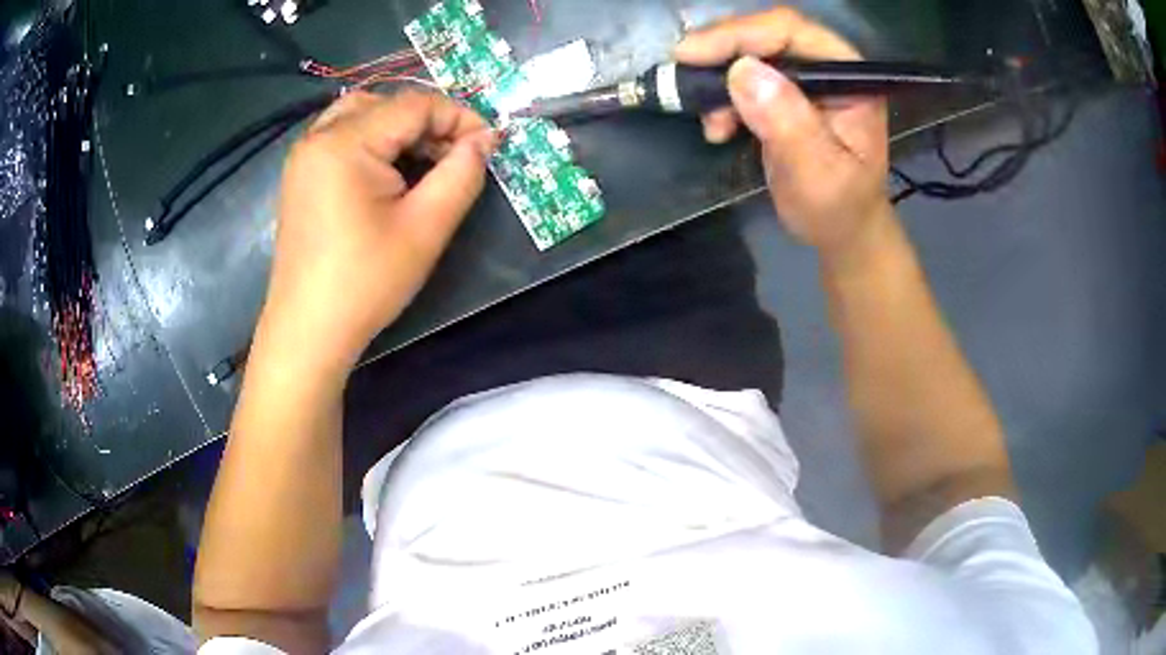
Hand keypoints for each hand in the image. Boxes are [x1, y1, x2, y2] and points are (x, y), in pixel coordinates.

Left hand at [262, 90, 493, 370]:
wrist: (308, 331)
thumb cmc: (366, 282)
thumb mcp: (426, 227)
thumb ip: (462, 173)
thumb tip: (485, 139)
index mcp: (345, 142)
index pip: (415, 105)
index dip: (459, 117)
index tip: (489, 146)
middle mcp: (318, 136)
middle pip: (387, 104)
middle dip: (429, 123)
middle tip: (456, 158)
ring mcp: (304, 155)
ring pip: (363, 115)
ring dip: (401, 130)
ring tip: (425, 164)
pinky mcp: (300, 175)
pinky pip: (343, 136)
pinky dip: (374, 142)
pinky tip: (390, 174)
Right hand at [675, 9, 891, 259]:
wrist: (842, 232)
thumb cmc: (839, 209)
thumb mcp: (818, 173)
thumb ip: (788, 122)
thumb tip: (742, 72)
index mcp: (848, 76)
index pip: (791, 32)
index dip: (739, 34)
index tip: (691, 54)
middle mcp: (827, 67)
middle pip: (766, 35)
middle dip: (722, 52)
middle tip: (683, 73)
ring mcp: (805, 80)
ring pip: (749, 54)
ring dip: (717, 78)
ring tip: (709, 119)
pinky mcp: (784, 94)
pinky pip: (744, 78)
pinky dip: (721, 96)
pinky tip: (718, 126)